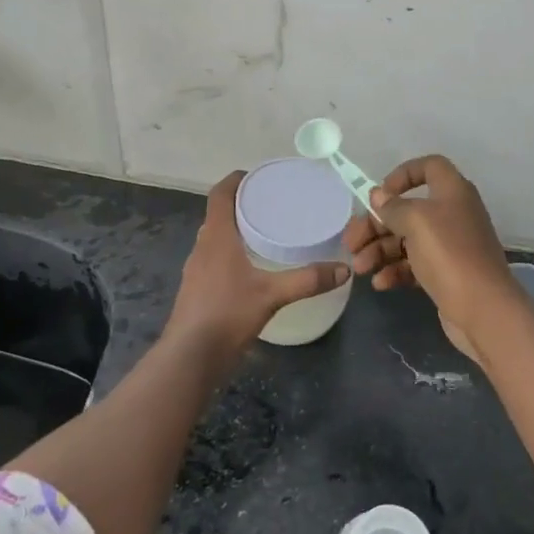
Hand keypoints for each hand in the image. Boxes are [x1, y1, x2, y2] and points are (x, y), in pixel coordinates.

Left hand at [166, 171, 350, 359]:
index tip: (256, 176)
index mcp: (216, 236)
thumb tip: (344, 269)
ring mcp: (196, 269)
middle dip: (241, 205)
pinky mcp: (196, 289)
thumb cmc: (228, 313)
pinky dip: (230, 253)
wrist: (190, 356)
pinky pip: (213, 258)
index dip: (235, 180)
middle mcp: (202, 246)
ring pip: (215, 237)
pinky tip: (250, 269)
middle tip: (270, 204)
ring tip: (264, 233)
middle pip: (218, 214)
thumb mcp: (273, 295)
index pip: (219, 194)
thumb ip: (308, 280)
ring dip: (235, 230)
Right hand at [341, 155, 524, 349]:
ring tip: (360, 268)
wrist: (484, 309)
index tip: (380, 194)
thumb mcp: (416, 222)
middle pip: (407, 209)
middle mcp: (452, 214)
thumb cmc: (449, 254)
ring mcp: (449, 246)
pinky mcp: (446, 273)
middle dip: (376, 225)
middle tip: (351, 242)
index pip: (429, 166)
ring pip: (407, 239)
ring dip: (379, 250)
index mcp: (452, 192)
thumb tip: (378, 196)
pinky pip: (414, 265)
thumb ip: (393, 207)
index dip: (403, 174)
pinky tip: (380, 283)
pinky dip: (395, 270)